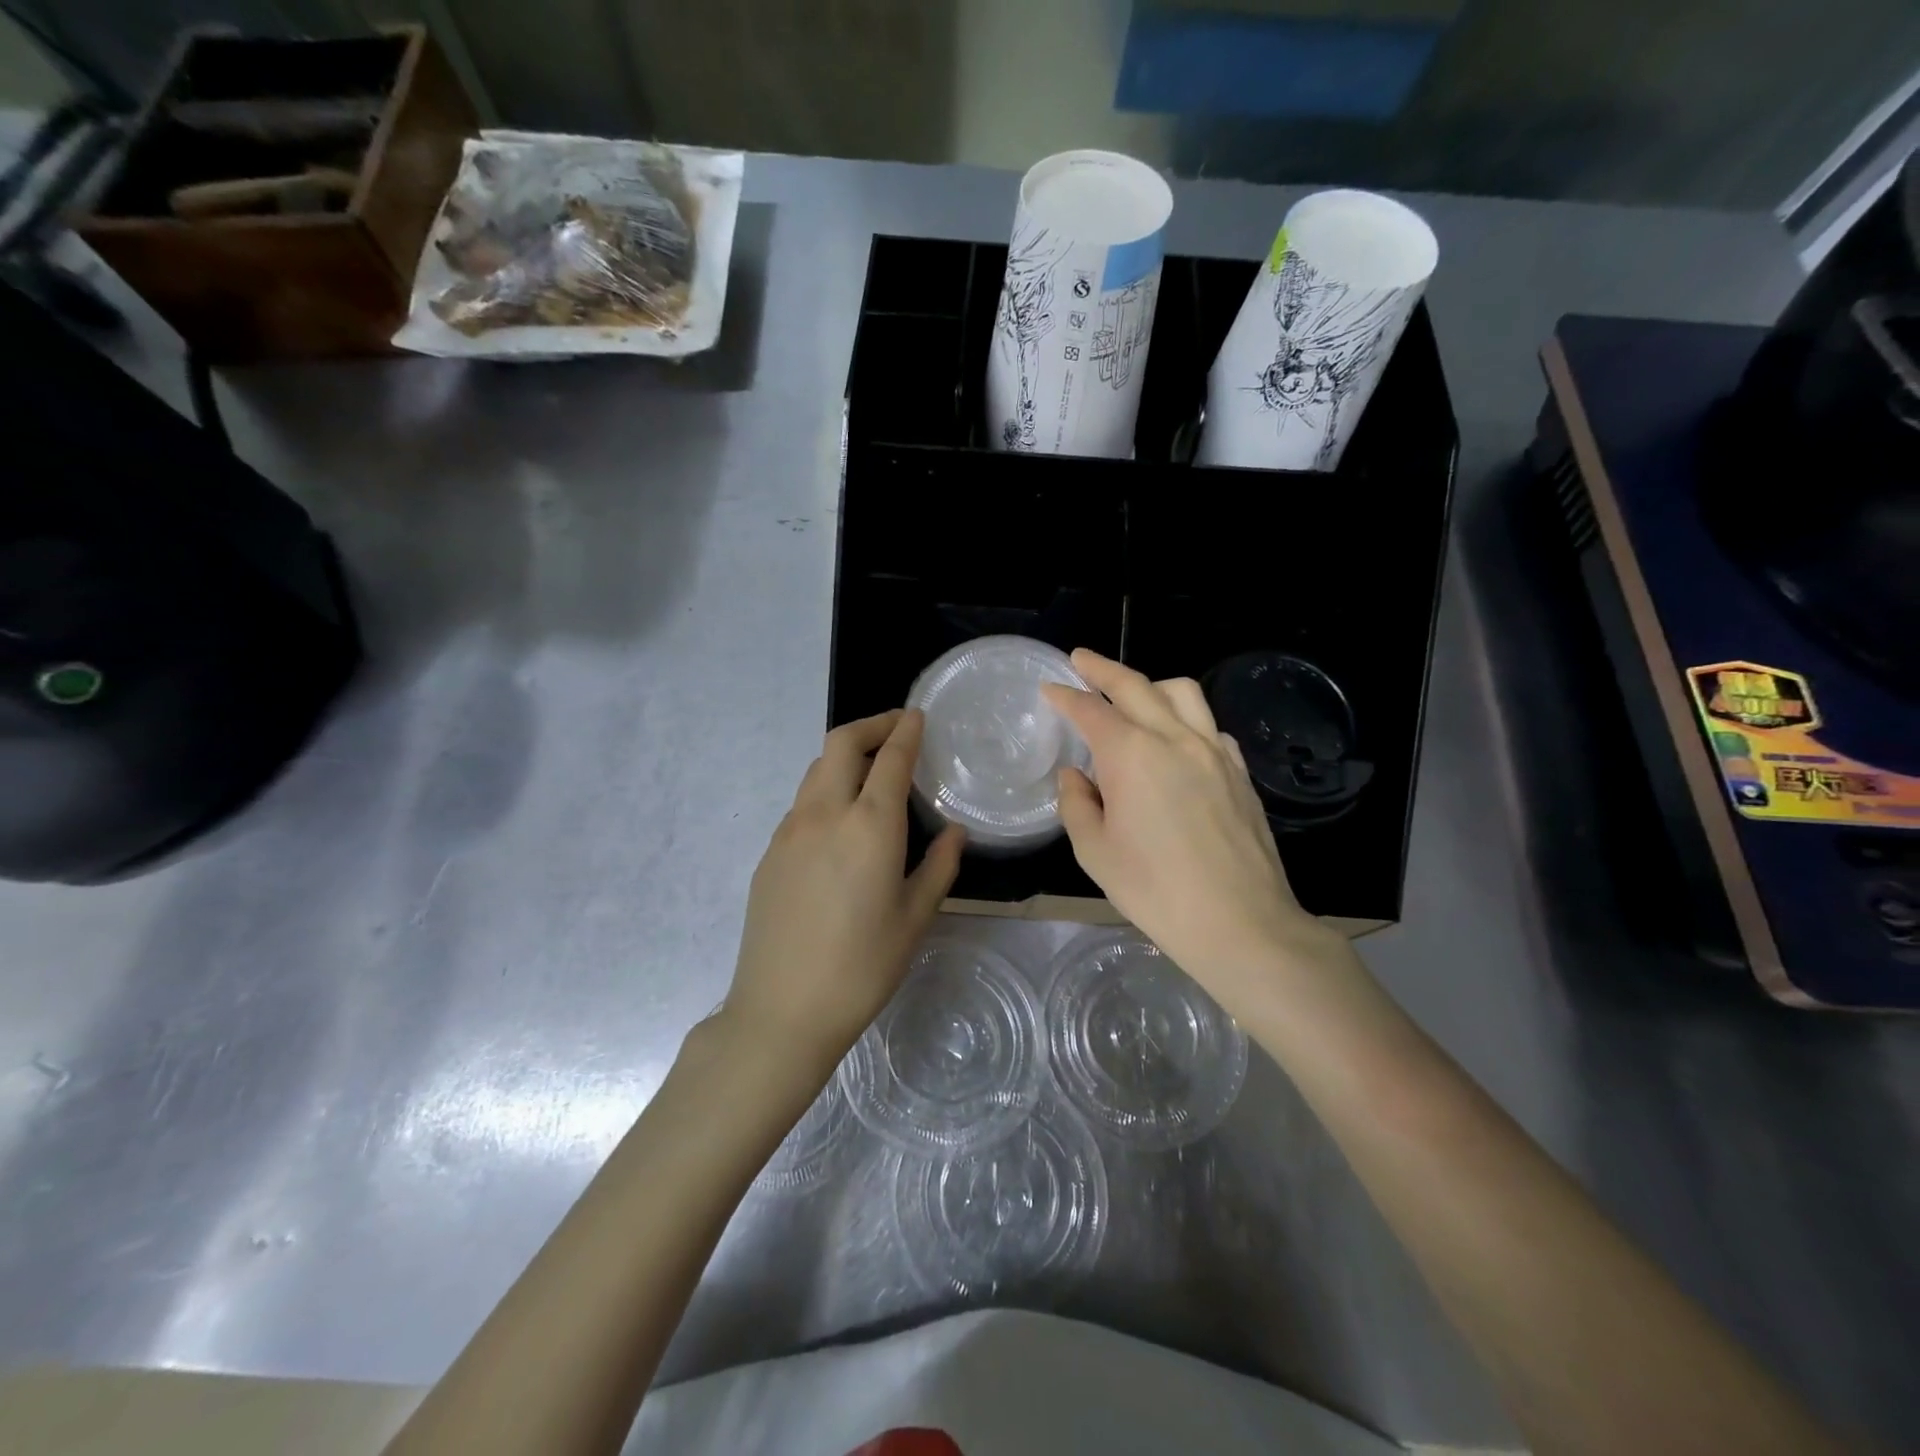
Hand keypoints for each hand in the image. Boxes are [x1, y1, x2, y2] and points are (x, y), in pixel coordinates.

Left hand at [723, 710, 964, 1077]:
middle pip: (841, 743)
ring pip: (816, 769)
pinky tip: (841, 824)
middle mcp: (825, 813)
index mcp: (870, 825)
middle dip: (871, 725)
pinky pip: (802, 803)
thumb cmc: (862, 966)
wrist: (782, 1010)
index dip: (906, 729)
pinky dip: (826, 791)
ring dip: (845, 757)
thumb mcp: (915, 918)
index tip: (918, 716)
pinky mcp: (770, 853)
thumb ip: (938, 866)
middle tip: (896, 731)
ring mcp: (790, 830)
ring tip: (871, 774)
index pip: (890, 756)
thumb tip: (954, 832)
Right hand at [1042, 650, 1348, 1016]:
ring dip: (1150, 684)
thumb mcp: (1095, 853)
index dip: (1066, 695)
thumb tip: (1076, 776)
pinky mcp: (1240, 771)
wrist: (1241, 923)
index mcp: (1132, 755)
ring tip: (1133, 694)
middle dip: (1102, 669)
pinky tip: (1177, 740)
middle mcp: (1174, 739)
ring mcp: (1214, 751)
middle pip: (1135, 685)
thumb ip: (1077, 804)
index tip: (1049, 687)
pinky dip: (1186, 718)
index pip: (1091, 710)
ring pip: (1182, 693)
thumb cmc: (1155, 891)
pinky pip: (1209, 725)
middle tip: (1081, 660)